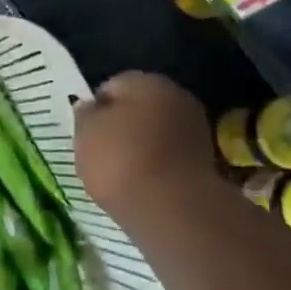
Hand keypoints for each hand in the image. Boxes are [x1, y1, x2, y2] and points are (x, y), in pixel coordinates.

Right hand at [74, 72, 215, 220]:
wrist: (173, 208)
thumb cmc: (121, 161)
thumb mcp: (86, 134)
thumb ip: (85, 115)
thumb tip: (90, 106)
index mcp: (146, 81)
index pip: (113, 85)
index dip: (96, 108)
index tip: (86, 133)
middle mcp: (177, 96)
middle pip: (140, 108)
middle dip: (122, 126)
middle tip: (101, 152)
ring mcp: (196, 129)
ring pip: (157, 132)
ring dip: (141, 147)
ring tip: (121, 174)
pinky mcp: (205, 160)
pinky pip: (170, 156)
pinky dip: (157, 166)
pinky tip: (143, 185)